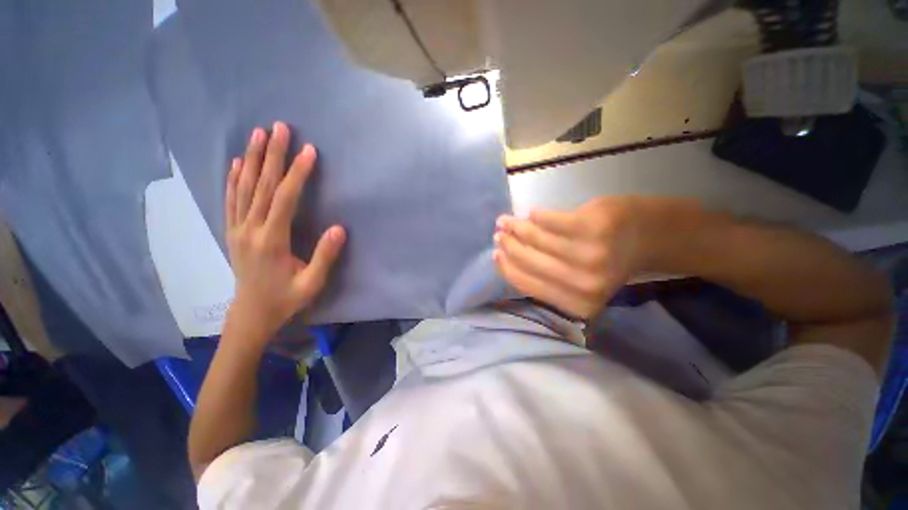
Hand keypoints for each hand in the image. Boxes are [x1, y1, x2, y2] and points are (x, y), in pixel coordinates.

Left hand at [224, 122, 344, 342]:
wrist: (251, 314)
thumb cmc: (285, 299)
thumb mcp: (312, 284)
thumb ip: (325, 256)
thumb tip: (339, 228)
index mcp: (271, 241)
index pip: (285, 199)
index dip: (297, 174)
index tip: (308, 151)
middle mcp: (250, 229)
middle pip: (261, 185)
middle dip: (273, 155)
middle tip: (280, 128)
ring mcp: (237, 229)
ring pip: (243, 187)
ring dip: (252, 159)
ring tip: (258, 134)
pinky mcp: (233, 231)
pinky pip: (231, 199)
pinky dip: (234, 178)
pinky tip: (238, 162)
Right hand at [493, 197, 647, 319]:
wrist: (649, 237)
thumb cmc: (607, 262)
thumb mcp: (576, 282)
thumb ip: (545, 278)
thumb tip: (507, 258)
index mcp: (576, 304)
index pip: (526, 284)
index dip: (506, 268)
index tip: (495, 255)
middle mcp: (582, 284)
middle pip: (528, 260)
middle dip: (508, 245)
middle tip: (499, 234)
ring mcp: (589, 255)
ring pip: (535, 238)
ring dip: (516, 227)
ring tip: (507, 221)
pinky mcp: (592, 226)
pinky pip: (549, 220)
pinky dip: (536, 216)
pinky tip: (531, 214)